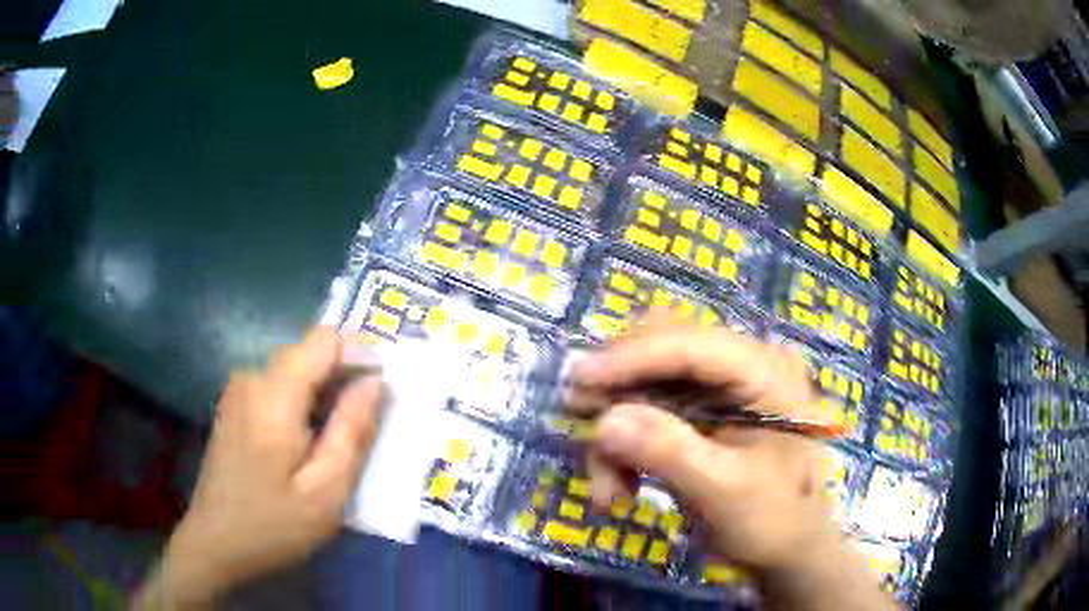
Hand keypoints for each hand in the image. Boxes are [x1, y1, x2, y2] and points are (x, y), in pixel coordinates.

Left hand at [150, 328, 380, 607]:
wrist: (215, 543)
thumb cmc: (273, 525)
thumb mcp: (326, 493)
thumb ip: (352, 431)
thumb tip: (375, 381)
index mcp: (273, 395)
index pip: (325, 339)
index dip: (360, 354)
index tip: (380, 393)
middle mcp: (251, 377)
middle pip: (310, 353)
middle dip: (344, 379)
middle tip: (363, 430)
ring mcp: (238, 390)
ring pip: (296, 371)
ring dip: (324, 395)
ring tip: (336, 443)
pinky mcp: (235, 404)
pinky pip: (279, 386)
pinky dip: (303, 404)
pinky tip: (305, 446)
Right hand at [573, 322, 832, 571]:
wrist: (791, 552)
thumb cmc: (776, 521)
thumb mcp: (725, 492)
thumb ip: (669, 452)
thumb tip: (604, 420)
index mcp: (767, 372)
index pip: (694, 346)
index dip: (633, 357)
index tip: (580, 379)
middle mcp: (742, 366)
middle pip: (664, 350)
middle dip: (620, 390)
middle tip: (582, 424)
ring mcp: (721, 390)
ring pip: (647, 383)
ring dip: (618, 431)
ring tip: (608, 489)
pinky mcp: (701, 415)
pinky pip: (647, 413)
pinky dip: (626, 447)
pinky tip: (621, 488)